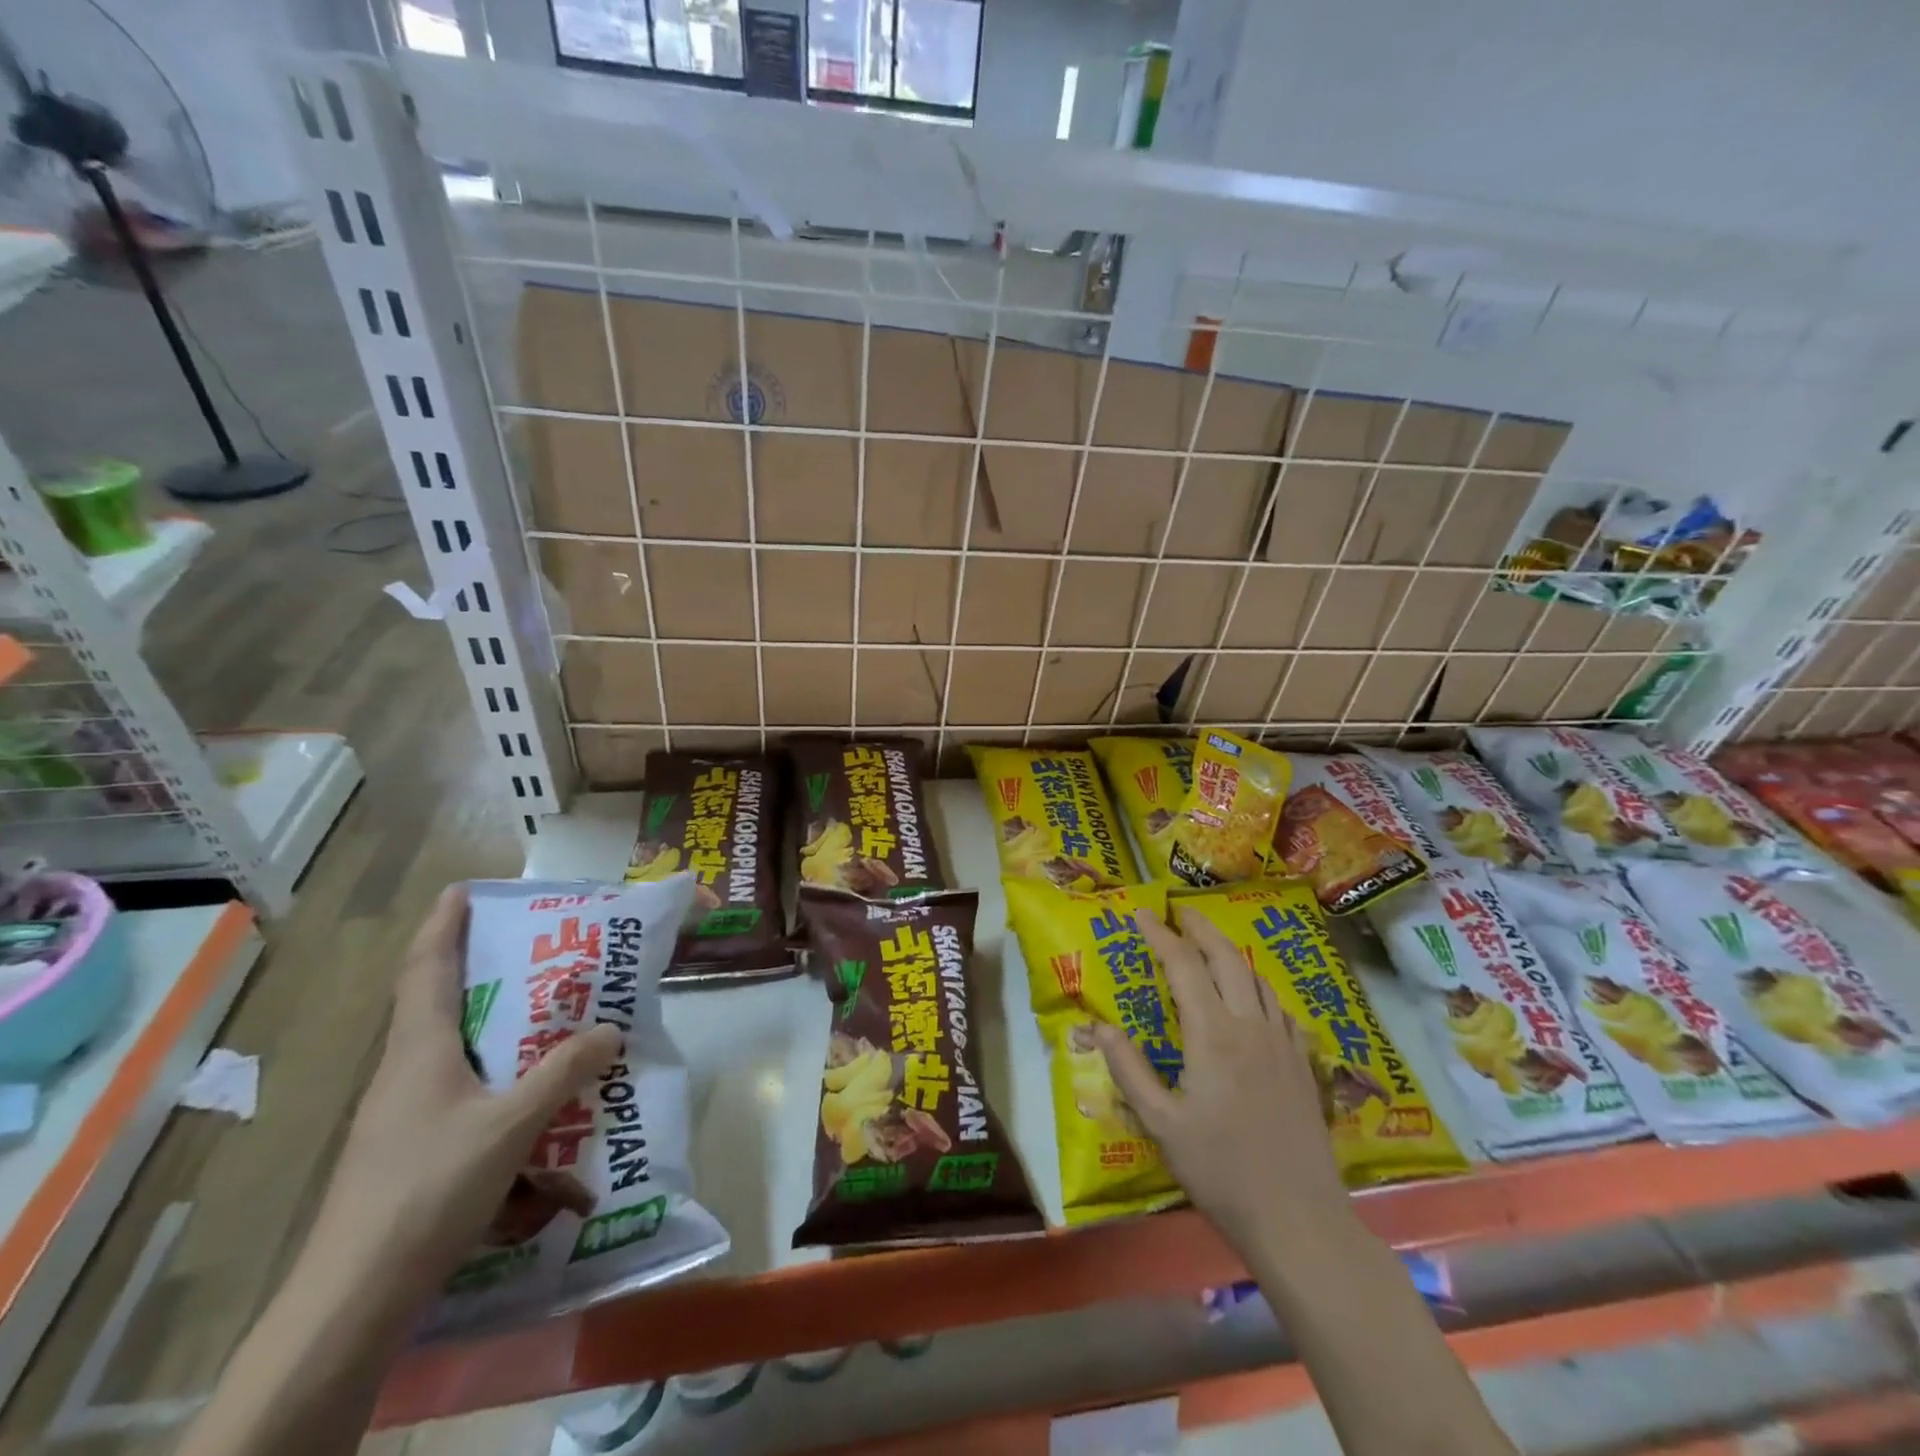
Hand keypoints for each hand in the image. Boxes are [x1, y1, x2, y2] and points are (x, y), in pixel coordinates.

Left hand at [312, 886, 621, 1290]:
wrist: (355, 1295)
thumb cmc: (429, 1189)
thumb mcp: (511, 1125)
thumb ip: (564, 1072)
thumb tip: (612, 1029)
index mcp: (419, 1049)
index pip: (426, 967)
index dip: (444, 924)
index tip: (465, 888)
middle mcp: (406, 1069)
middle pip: (438, 999)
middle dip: (479, 966)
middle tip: (534, 945)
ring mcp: (404, 1110)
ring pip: (451, 1045)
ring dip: (492, 1020)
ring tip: (545, 1010)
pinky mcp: (412, 1144)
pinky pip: (459, 1084)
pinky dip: (494, 1068)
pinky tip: (529, 1088)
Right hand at [1096, 908, 1346, 1247]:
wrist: (1299, 1218)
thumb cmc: (1220, 1171)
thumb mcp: (1161, 1124)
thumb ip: (1129, 1069)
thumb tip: (1099, 1026)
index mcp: (1212, 1034)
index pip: (1183, 965)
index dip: (1160, 935)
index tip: (1140, 914)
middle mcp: (1250, 1024)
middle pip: (1226, 957)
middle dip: (1200, 927)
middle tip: (1178, 911)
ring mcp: (1282, 1041)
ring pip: (1256, 976)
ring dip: (1229, 951)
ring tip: (1209, 943)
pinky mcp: (1302, 1062)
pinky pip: (1278, 1005)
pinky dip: (1256, 984)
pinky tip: (1251, 995)